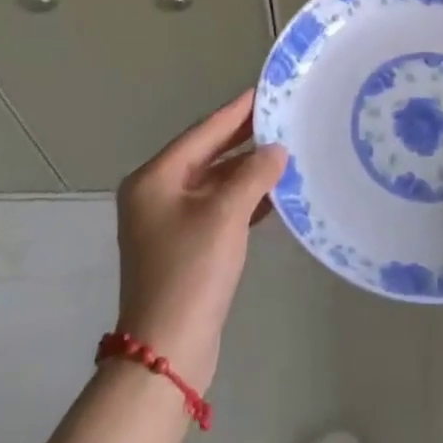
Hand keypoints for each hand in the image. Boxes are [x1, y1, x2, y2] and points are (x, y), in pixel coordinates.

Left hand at [114, 89, 285, 391]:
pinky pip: (218, 207)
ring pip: (215, 182)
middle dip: (244, 139)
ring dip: (248, 170)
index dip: (236, 111)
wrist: (167, 351)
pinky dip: (244, 198)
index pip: (203, 132)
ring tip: (287, 151)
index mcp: (155, 179)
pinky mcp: (185, 246)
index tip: (264, 91)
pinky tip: (275, 193)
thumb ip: (254, 174)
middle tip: (282, 117)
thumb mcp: (226, 214)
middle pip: (207, 155)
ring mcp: (168, 222)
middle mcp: (156, 194)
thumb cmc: (191, 271)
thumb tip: (277, 150)